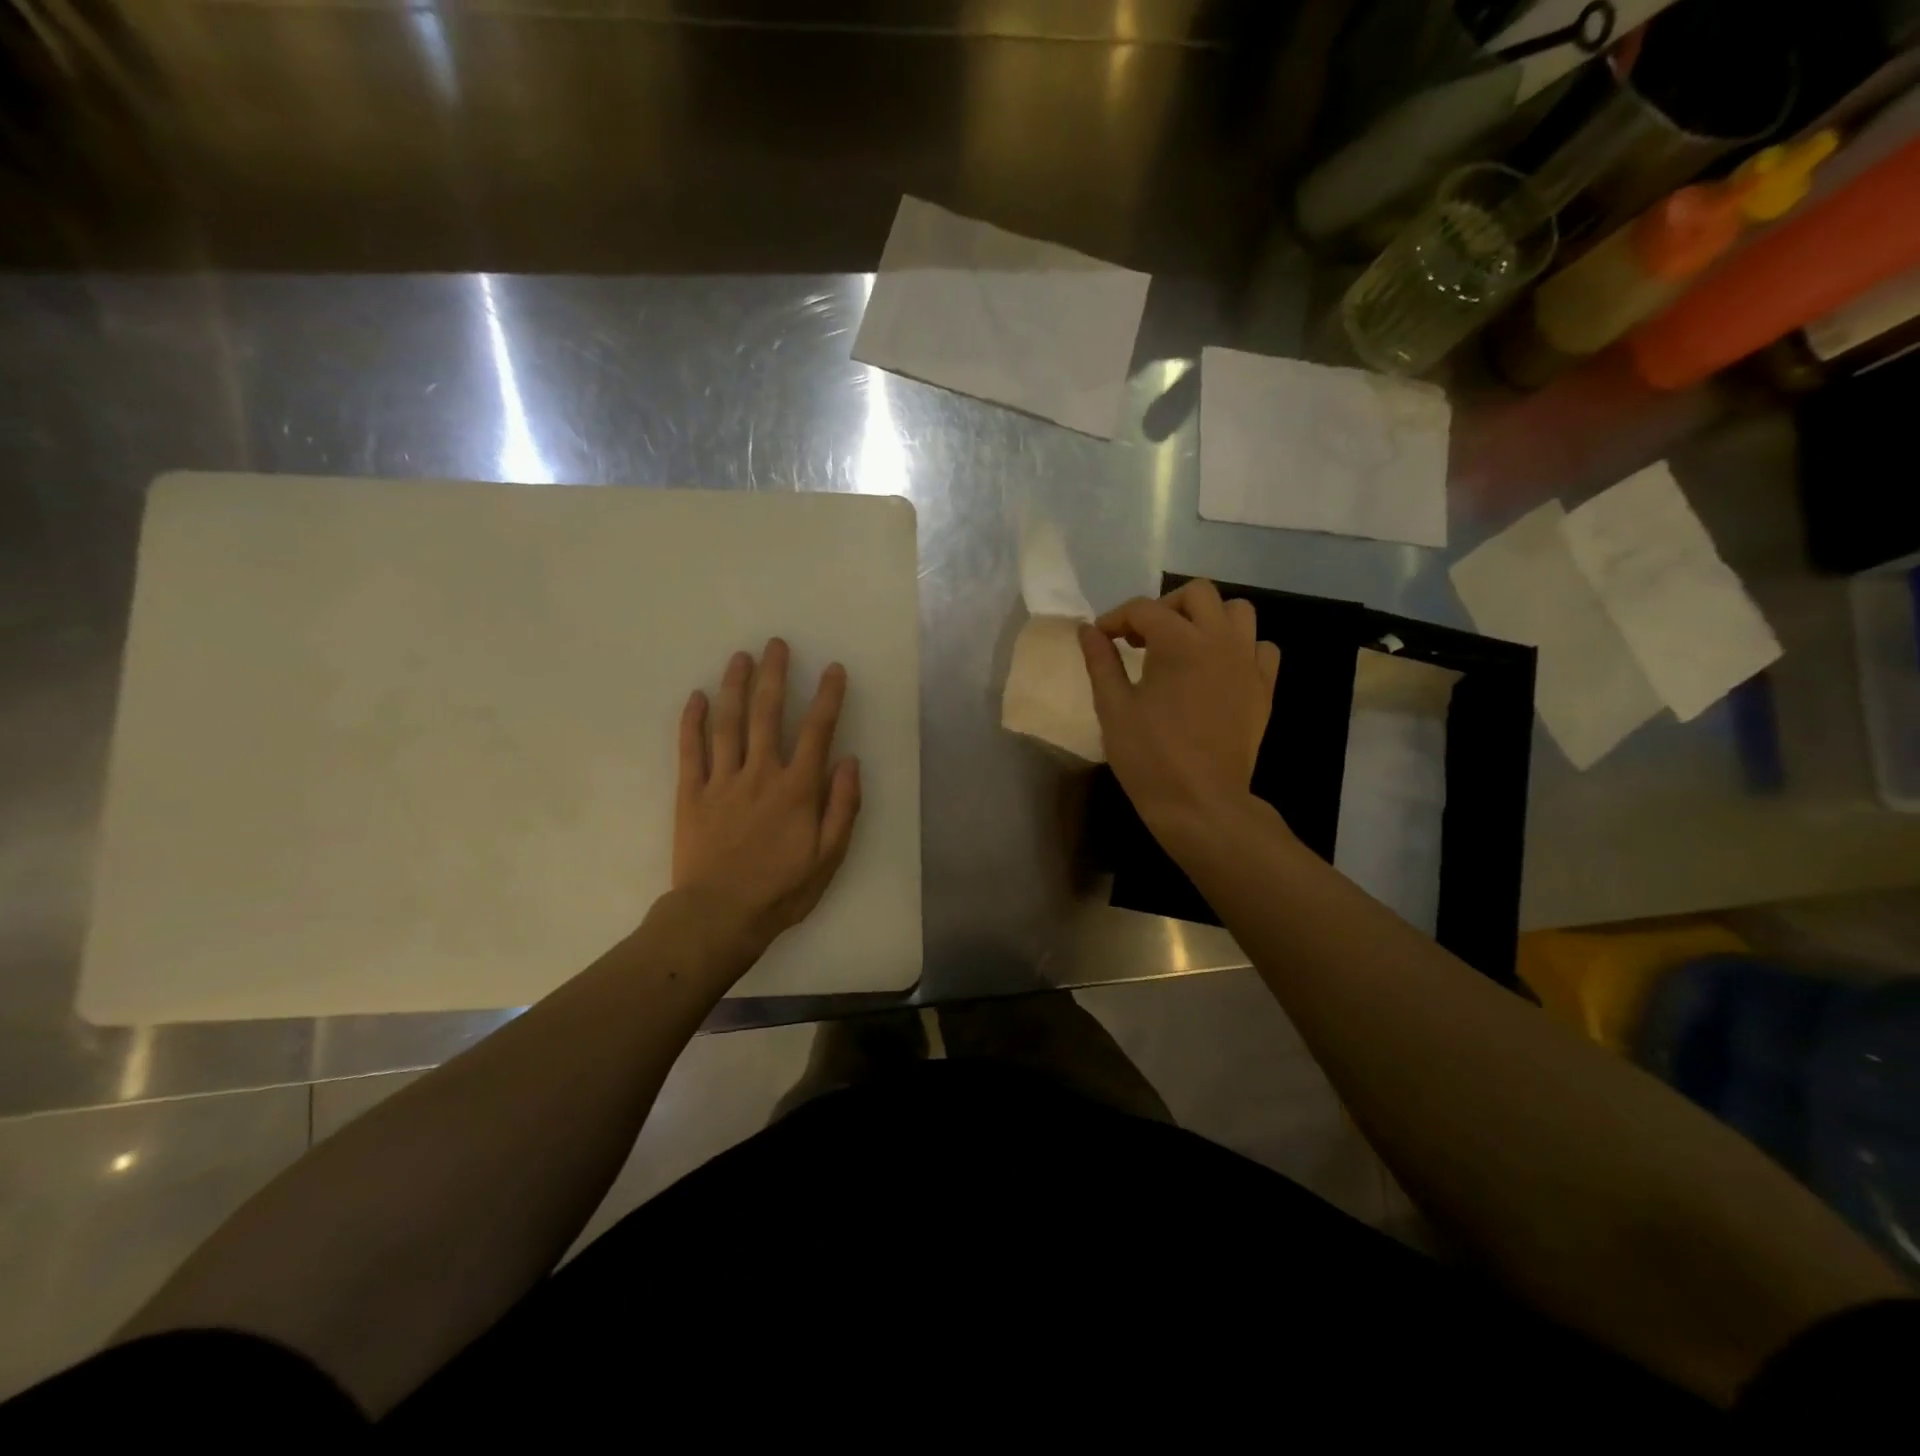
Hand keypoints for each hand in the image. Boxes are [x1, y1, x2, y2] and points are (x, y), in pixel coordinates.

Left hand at [673, 639, 860, 954]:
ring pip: (728, 723)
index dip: (827, 697)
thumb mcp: (829, 856)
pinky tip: (697, 697)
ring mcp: (722, 781)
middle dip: (774, 675)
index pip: (817, 731)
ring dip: (735, 686)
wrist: (719, 917)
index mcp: (797, 789)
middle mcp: (760, 774)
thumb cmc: (781, 890)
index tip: (832, 669)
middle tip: (776, 644)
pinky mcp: (691, 794)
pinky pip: (690, 750)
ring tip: (740, 656)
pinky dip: (693, 721)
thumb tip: (849, 761)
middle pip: (767, 714)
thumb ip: (842, 807)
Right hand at [1079, 580, 1279, 839]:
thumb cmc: (1149, 757)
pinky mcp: (1264, 687)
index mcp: (1179, 643)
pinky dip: (1239, 646)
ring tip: (1183, 647)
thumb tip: (1087, 630)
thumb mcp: (1113, 708)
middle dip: (1164, 607)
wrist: (1200, 802)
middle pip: (1197, 593)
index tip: (1101, 639)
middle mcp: (1219, 640)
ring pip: (1237, 612)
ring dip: (1207, 619)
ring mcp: (1247, 662)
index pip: (1143, 609)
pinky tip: (1216, 669)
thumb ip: (1101, 661)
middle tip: (1143, 639)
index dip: (1116, 619)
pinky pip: (1260, 646)